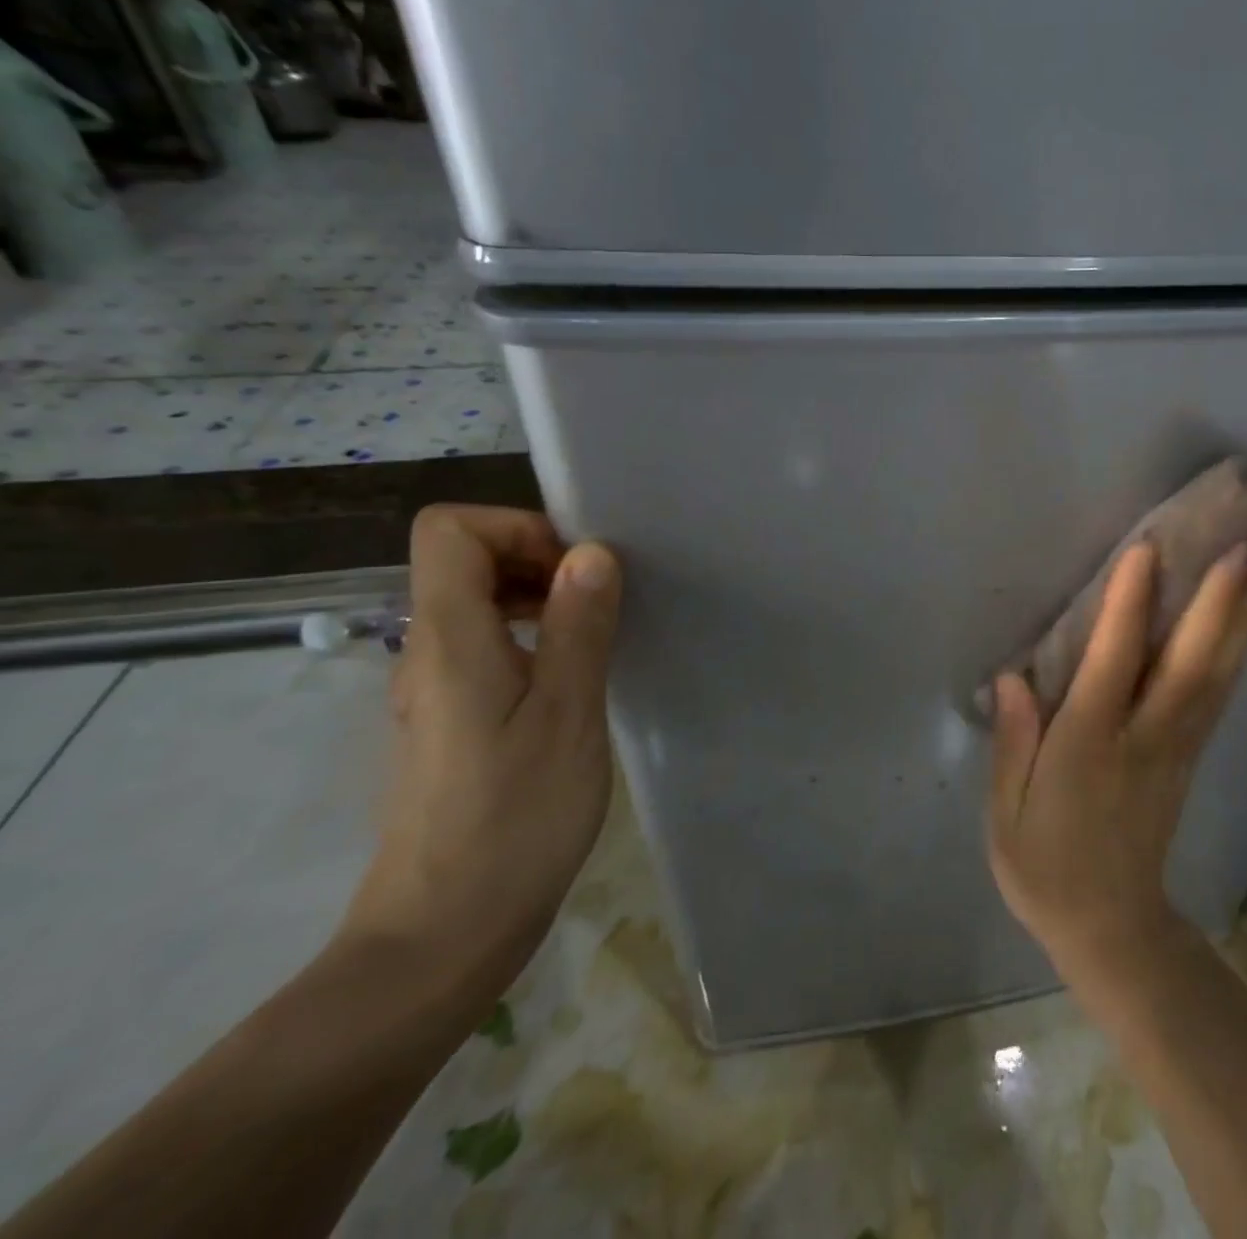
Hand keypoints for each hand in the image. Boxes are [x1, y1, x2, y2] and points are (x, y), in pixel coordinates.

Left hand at [337, 506, 623, 1006]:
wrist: (443, 935)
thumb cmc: (514, 820)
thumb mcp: (567, 716)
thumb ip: (579, 627)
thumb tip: (591, 553)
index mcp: (450, 640)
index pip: (449, 530)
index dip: (517, 527)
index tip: (578, 566)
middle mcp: (428, 652)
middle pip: (464, 560)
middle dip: (538, 558)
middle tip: (603, 600)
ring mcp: (435, 689)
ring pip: (477, 604)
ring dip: (540, 599)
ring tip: (600, 634)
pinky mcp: (451, 721)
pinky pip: (487, 647)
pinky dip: (533, 638)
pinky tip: (576, 679)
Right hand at [988, 540, 1246, 981]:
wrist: (1111, 928)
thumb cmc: (1044, 865)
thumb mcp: (1006, 812)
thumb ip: (1013, 742)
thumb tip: (1014, 676)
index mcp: (1089, 747)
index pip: (1114, 664)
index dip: (1129, 606)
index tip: (1147, 549)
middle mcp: (1143, 738)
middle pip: (1188, 663)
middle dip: (1216, 603)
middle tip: (1240, 544)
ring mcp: (1178, 748)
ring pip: (1215, 675)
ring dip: (1239, 620)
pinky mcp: (1192, 758)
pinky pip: (1219, 695)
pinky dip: (1238, 652)